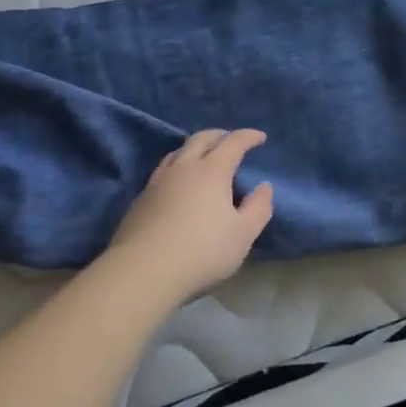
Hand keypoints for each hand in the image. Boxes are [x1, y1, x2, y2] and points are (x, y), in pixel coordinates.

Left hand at [104, 129, 274, 305]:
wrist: (143, 271)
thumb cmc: (202, 252)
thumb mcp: (243, 235)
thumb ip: (258, 208)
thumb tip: (264, 186)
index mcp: (212, 171)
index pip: (233, 143)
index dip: (248, 137)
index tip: (260, 137)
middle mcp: (184, 167)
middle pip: (201, 139)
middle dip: (220, 135)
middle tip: (230, 140)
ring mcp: (158, 181)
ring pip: (178, 152)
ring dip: (194, 148)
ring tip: (202, 157)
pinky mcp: (141, 198)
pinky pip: (163, 171)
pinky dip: (177, 167)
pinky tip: (178, 183)